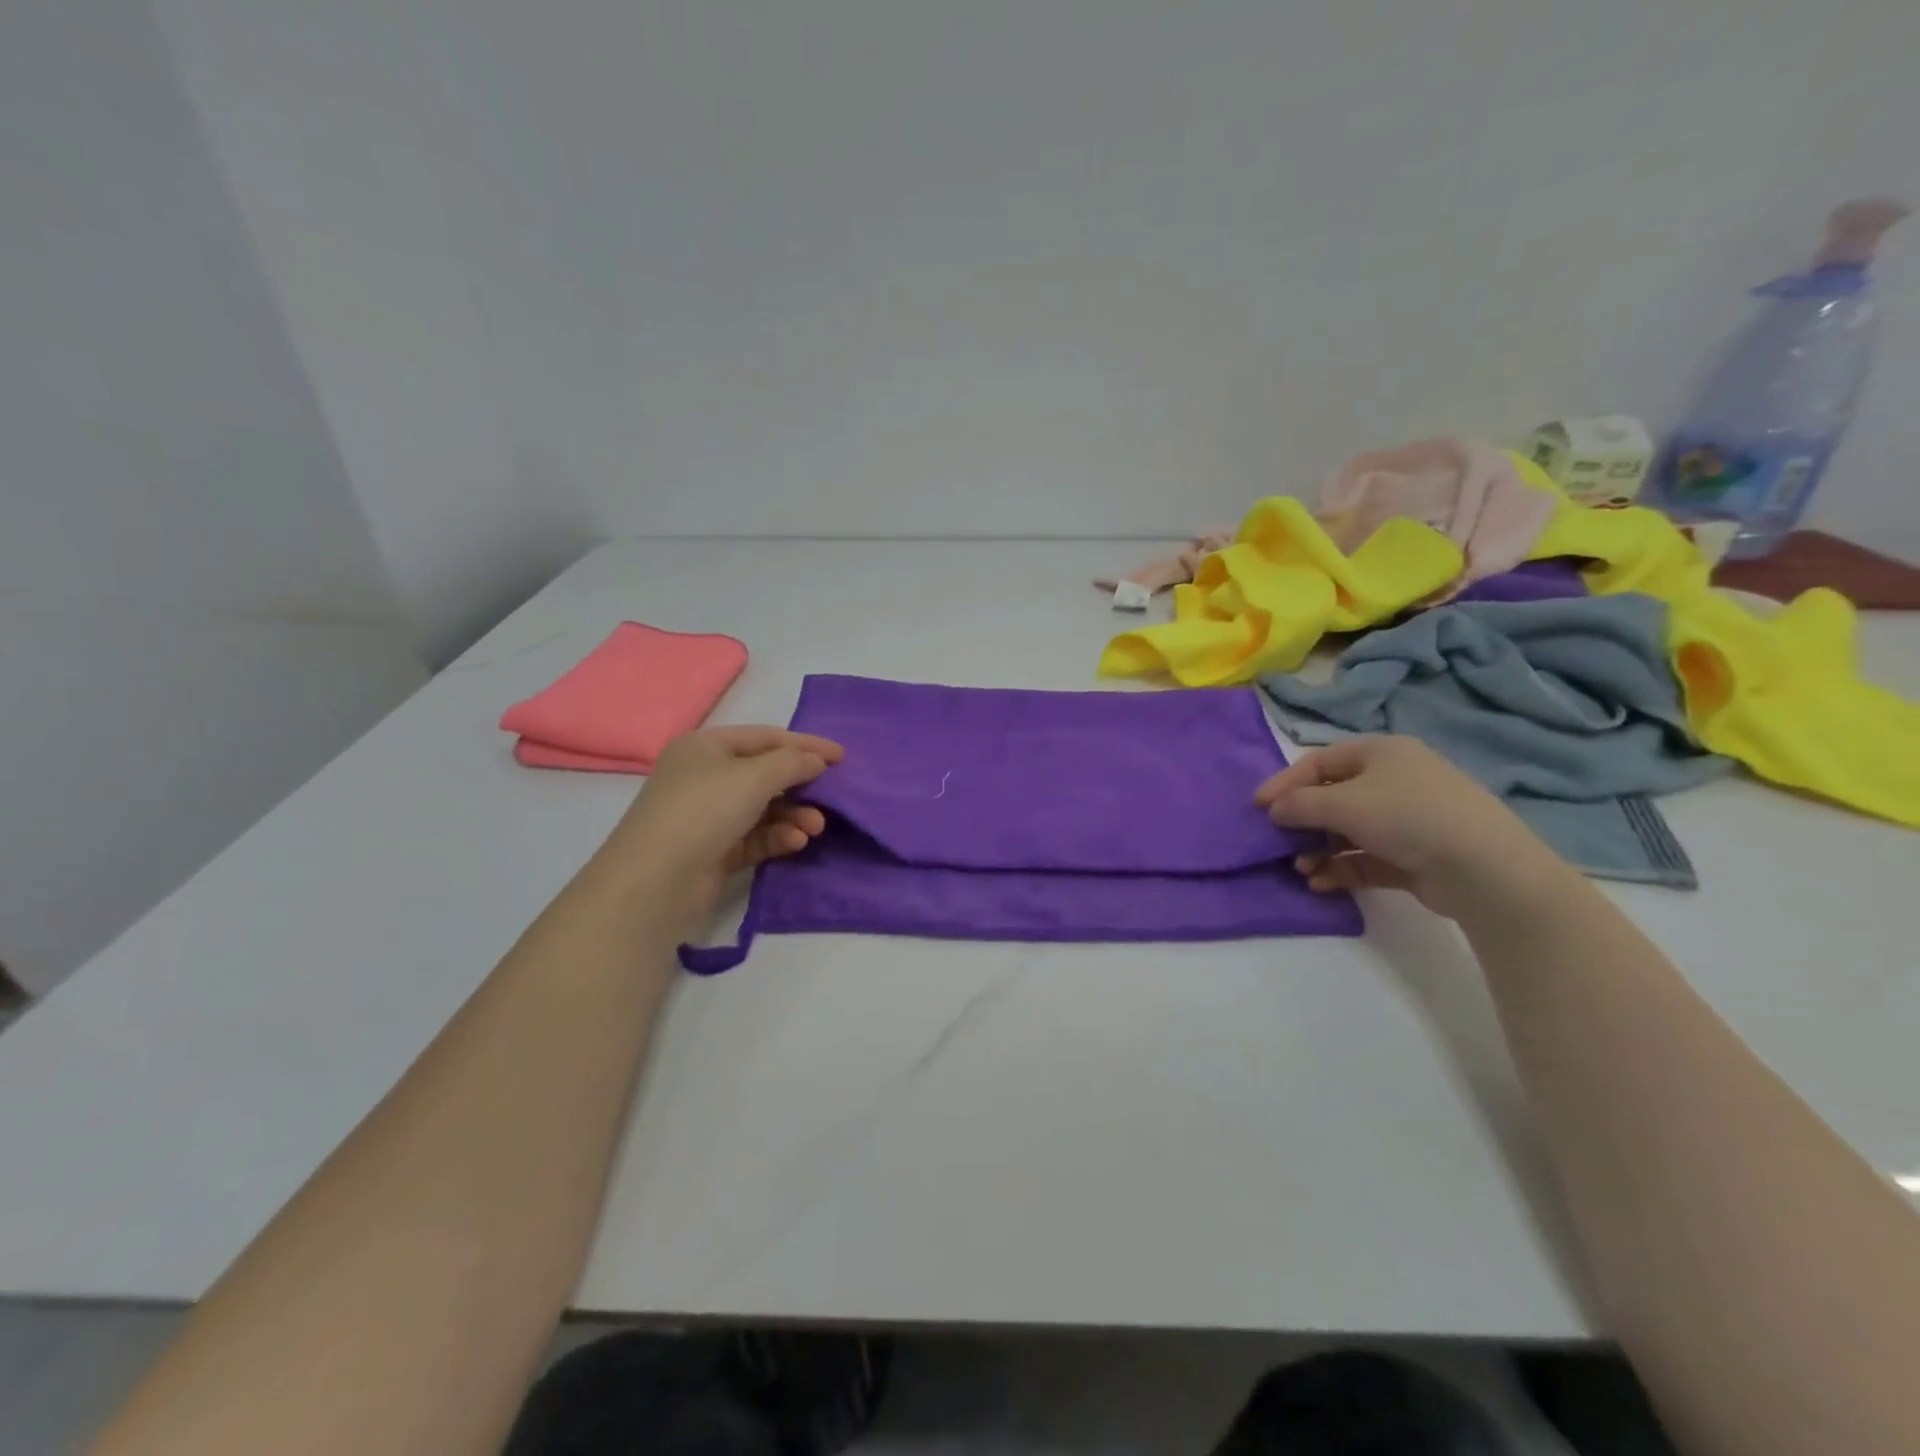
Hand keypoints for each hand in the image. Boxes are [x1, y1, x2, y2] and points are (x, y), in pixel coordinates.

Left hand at [598, 726, 844, 909]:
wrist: (655, 880)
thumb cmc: (704, 810)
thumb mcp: (754, 776)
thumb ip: (793, 762)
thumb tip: (817, 761)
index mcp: (706, 746)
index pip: (766, 737)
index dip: (806, 745)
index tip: (843, 757)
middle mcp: (705, 776)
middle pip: (766, 773)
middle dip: (801, 785)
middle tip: (832, 797)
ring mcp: (707, 815)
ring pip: (764, 808)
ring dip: (794, 815)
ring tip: (816, 827)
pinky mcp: (714, 850)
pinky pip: (755, 836)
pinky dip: (777, 836)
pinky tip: (796, 843)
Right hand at [1254, 736, 1567, 919]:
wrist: (1484, 868)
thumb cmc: (1407, 816)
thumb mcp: (1342, 803)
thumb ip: (1299, 804)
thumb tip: (1273, 809)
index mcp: (1380, 753)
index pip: (1319, 761)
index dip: (1285, 782)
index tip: (1257, 807)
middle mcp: (1395, 781)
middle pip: (1333, 797)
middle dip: (1303, 821)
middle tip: (1278, 841)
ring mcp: (1408, 820)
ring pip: (1348, 831)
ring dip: (1319, 849)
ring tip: (1301, 869)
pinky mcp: (1415, 856)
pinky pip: (1367, 858)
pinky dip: (1342, 868)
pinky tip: (1320, 883)